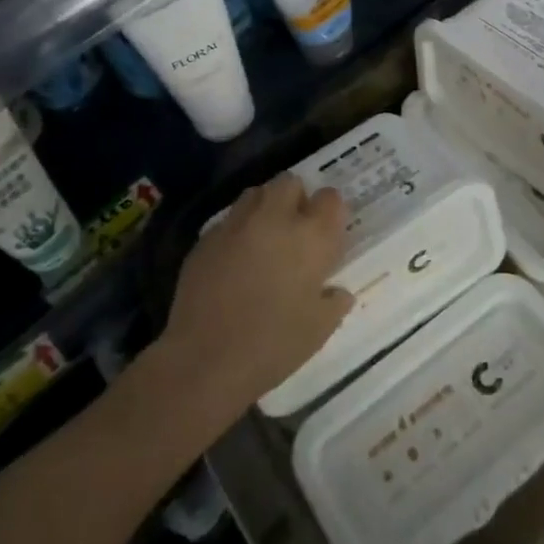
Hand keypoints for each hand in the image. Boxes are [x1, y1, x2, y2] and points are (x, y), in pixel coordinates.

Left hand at [162, 174, 352, 412]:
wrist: (205, 360)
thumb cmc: (273, 345)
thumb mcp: (320, 329)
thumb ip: (334, 302)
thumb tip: (337, 292)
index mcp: (311, 236)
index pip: (331, 198)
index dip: (330, 212)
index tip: (328, 232)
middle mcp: (275, 218)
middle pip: (289, 183)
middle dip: (296, 198)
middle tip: (295, 230)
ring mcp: (236, 225)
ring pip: (255, 193)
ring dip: (265, 208)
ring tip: (264, 238)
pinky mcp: (206, 238)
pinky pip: (228, 221)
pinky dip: (236, 232)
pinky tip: (234, 261)